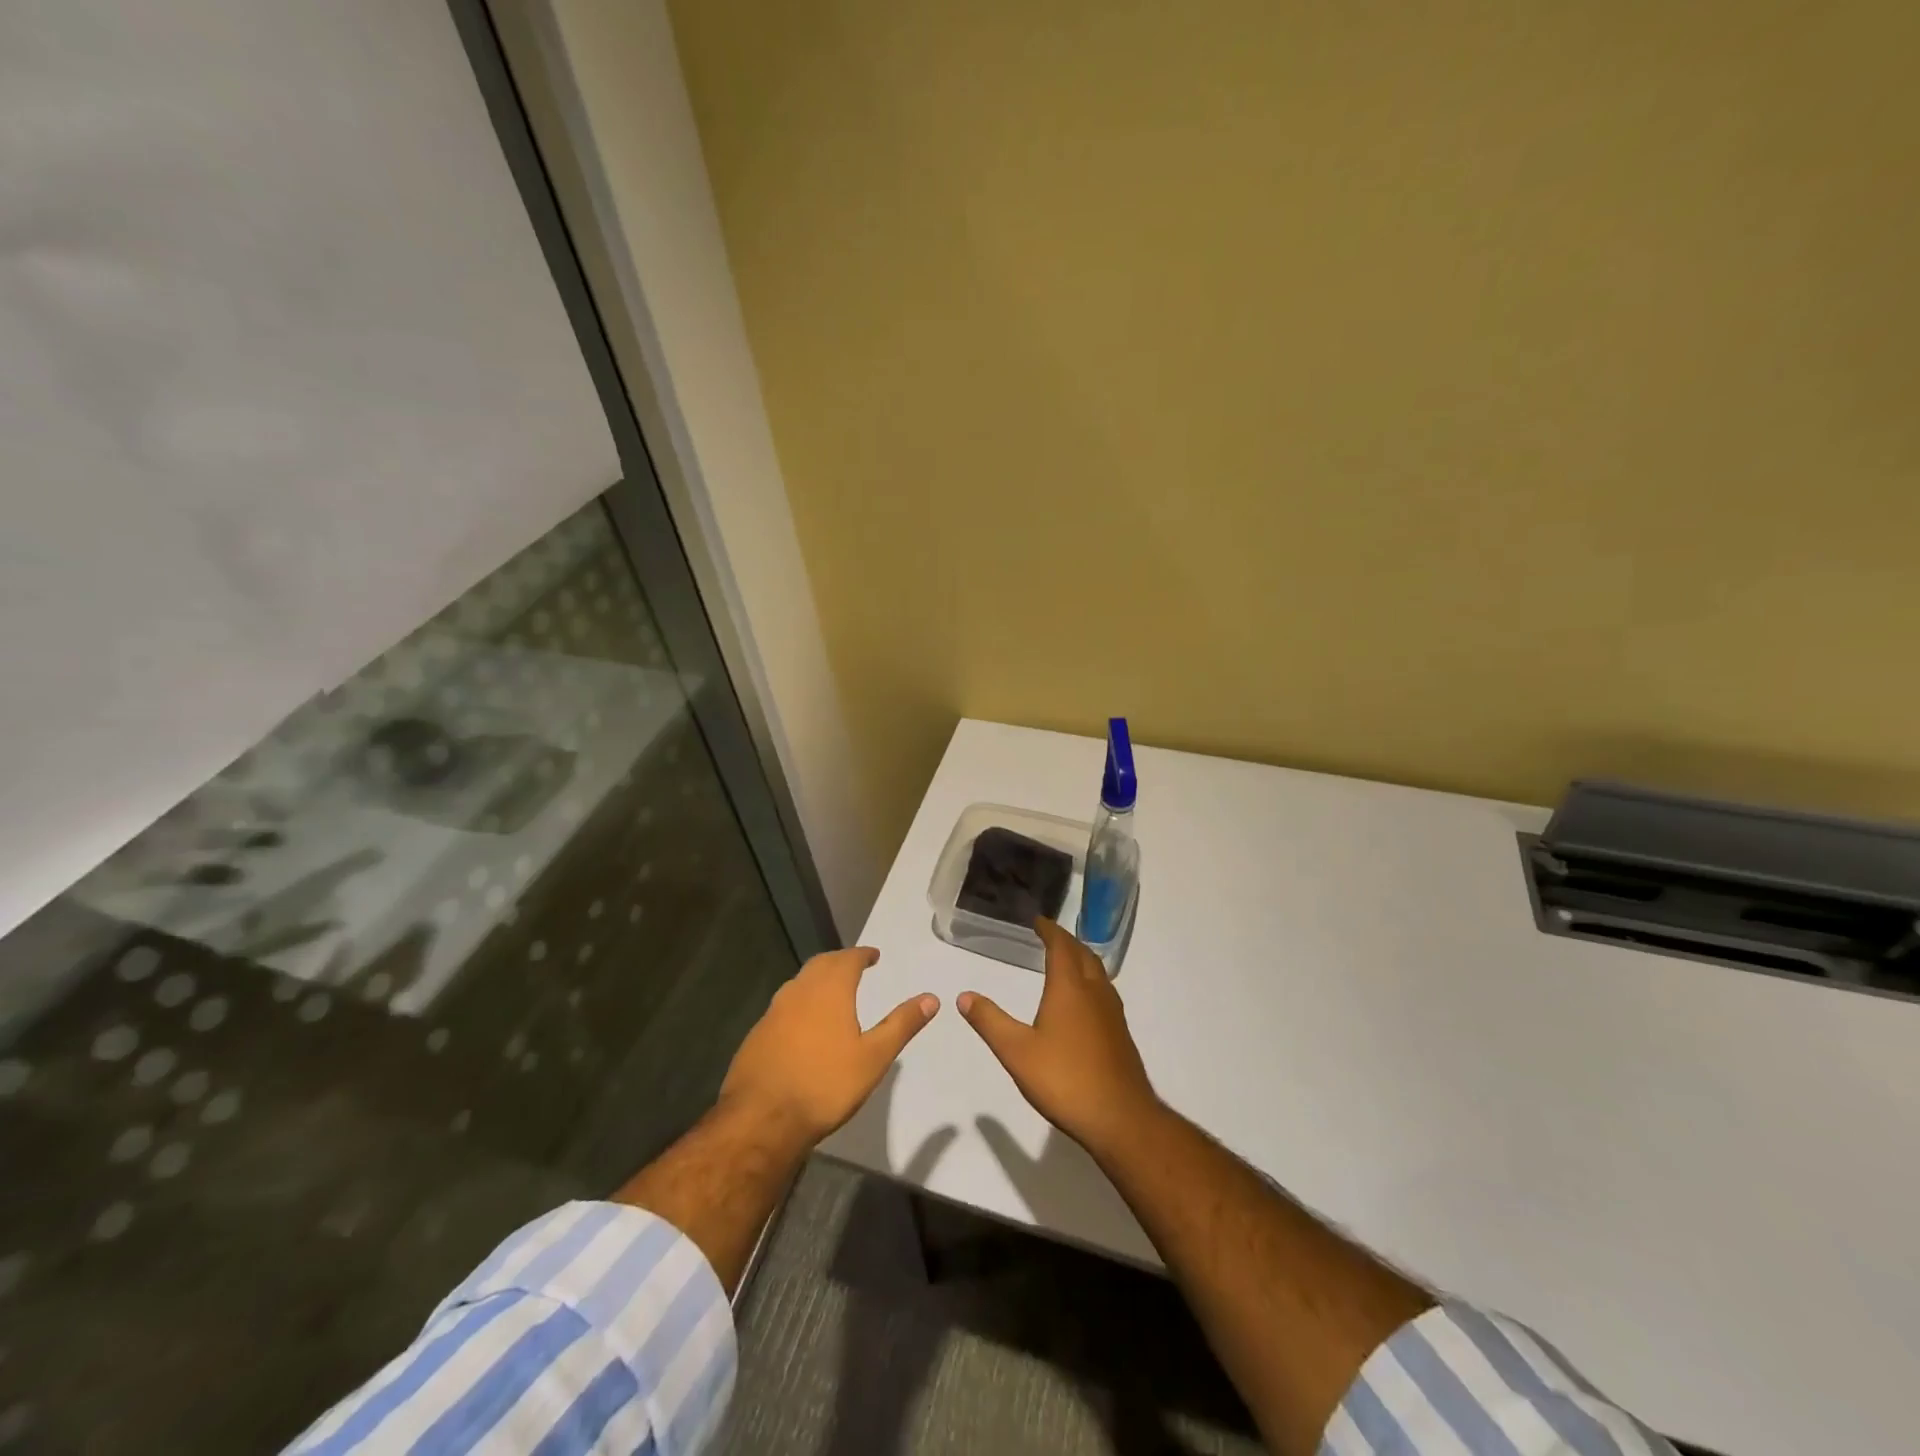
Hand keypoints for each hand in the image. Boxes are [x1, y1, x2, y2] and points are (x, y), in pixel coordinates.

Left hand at [720, 947, 938, 1144]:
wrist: (762, 1119)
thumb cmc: (825, 1084)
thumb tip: (931, 998)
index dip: (862, 954)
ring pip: (799, 984)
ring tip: (831, 992)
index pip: (848, 959)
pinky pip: (783, 1007)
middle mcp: (799, 992)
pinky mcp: (756, 1035)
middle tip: (853, 966)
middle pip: (820, 965)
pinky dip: (799, 1004)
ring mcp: (773, 1012)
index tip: (873, 955)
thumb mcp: (874, 1057)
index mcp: (829, 990)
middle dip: (839, 962)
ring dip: (817, 981)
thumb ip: (902, 1024)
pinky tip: (803, 1025)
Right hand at [958, 918, 1159, 1156]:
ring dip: (1082, 959)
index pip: (1061, 947)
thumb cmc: (1065, 1079)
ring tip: (1067, 961)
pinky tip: (1083, 1002)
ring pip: (1098, 973)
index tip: (1039, 920)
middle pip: (1083, 954)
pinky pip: (1104, 992)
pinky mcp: (1120, 1034)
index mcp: (1070, 989)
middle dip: (1066, 941)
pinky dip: (1091, 981)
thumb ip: (990, 1022)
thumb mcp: (1016, 1052)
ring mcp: (1112, 1013)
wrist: (1120, 1118)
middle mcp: (1095, 992)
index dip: (1049, 930)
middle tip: (1050, 936)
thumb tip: (964, 996)